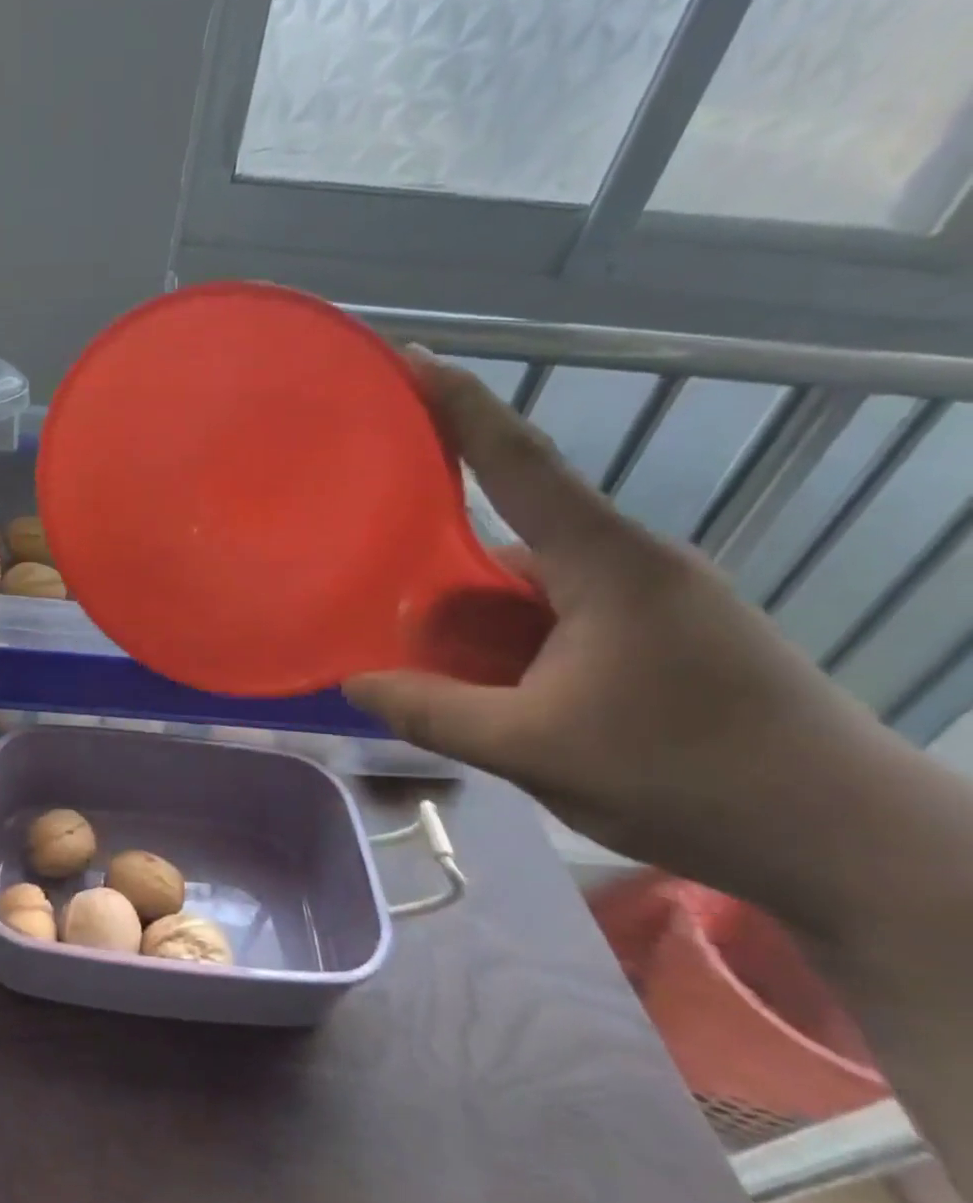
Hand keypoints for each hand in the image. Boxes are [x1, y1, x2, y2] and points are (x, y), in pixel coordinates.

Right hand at [344, 351, 894, 920]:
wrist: (847, 843)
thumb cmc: (690, 778)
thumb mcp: (534, 750)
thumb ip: (433, 712)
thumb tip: (354, 682)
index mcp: (606, 563)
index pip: (518, 462)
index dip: (458, 405)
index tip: (409, 359)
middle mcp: (628, 565)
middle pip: (509, 538)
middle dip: (440, 569)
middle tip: (376, 599)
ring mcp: (647, 603)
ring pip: (529, 590)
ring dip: (476, 624)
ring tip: (425, 667)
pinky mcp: (656, 640)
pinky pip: (555, 622)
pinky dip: (509, 647)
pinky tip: (485, 692)